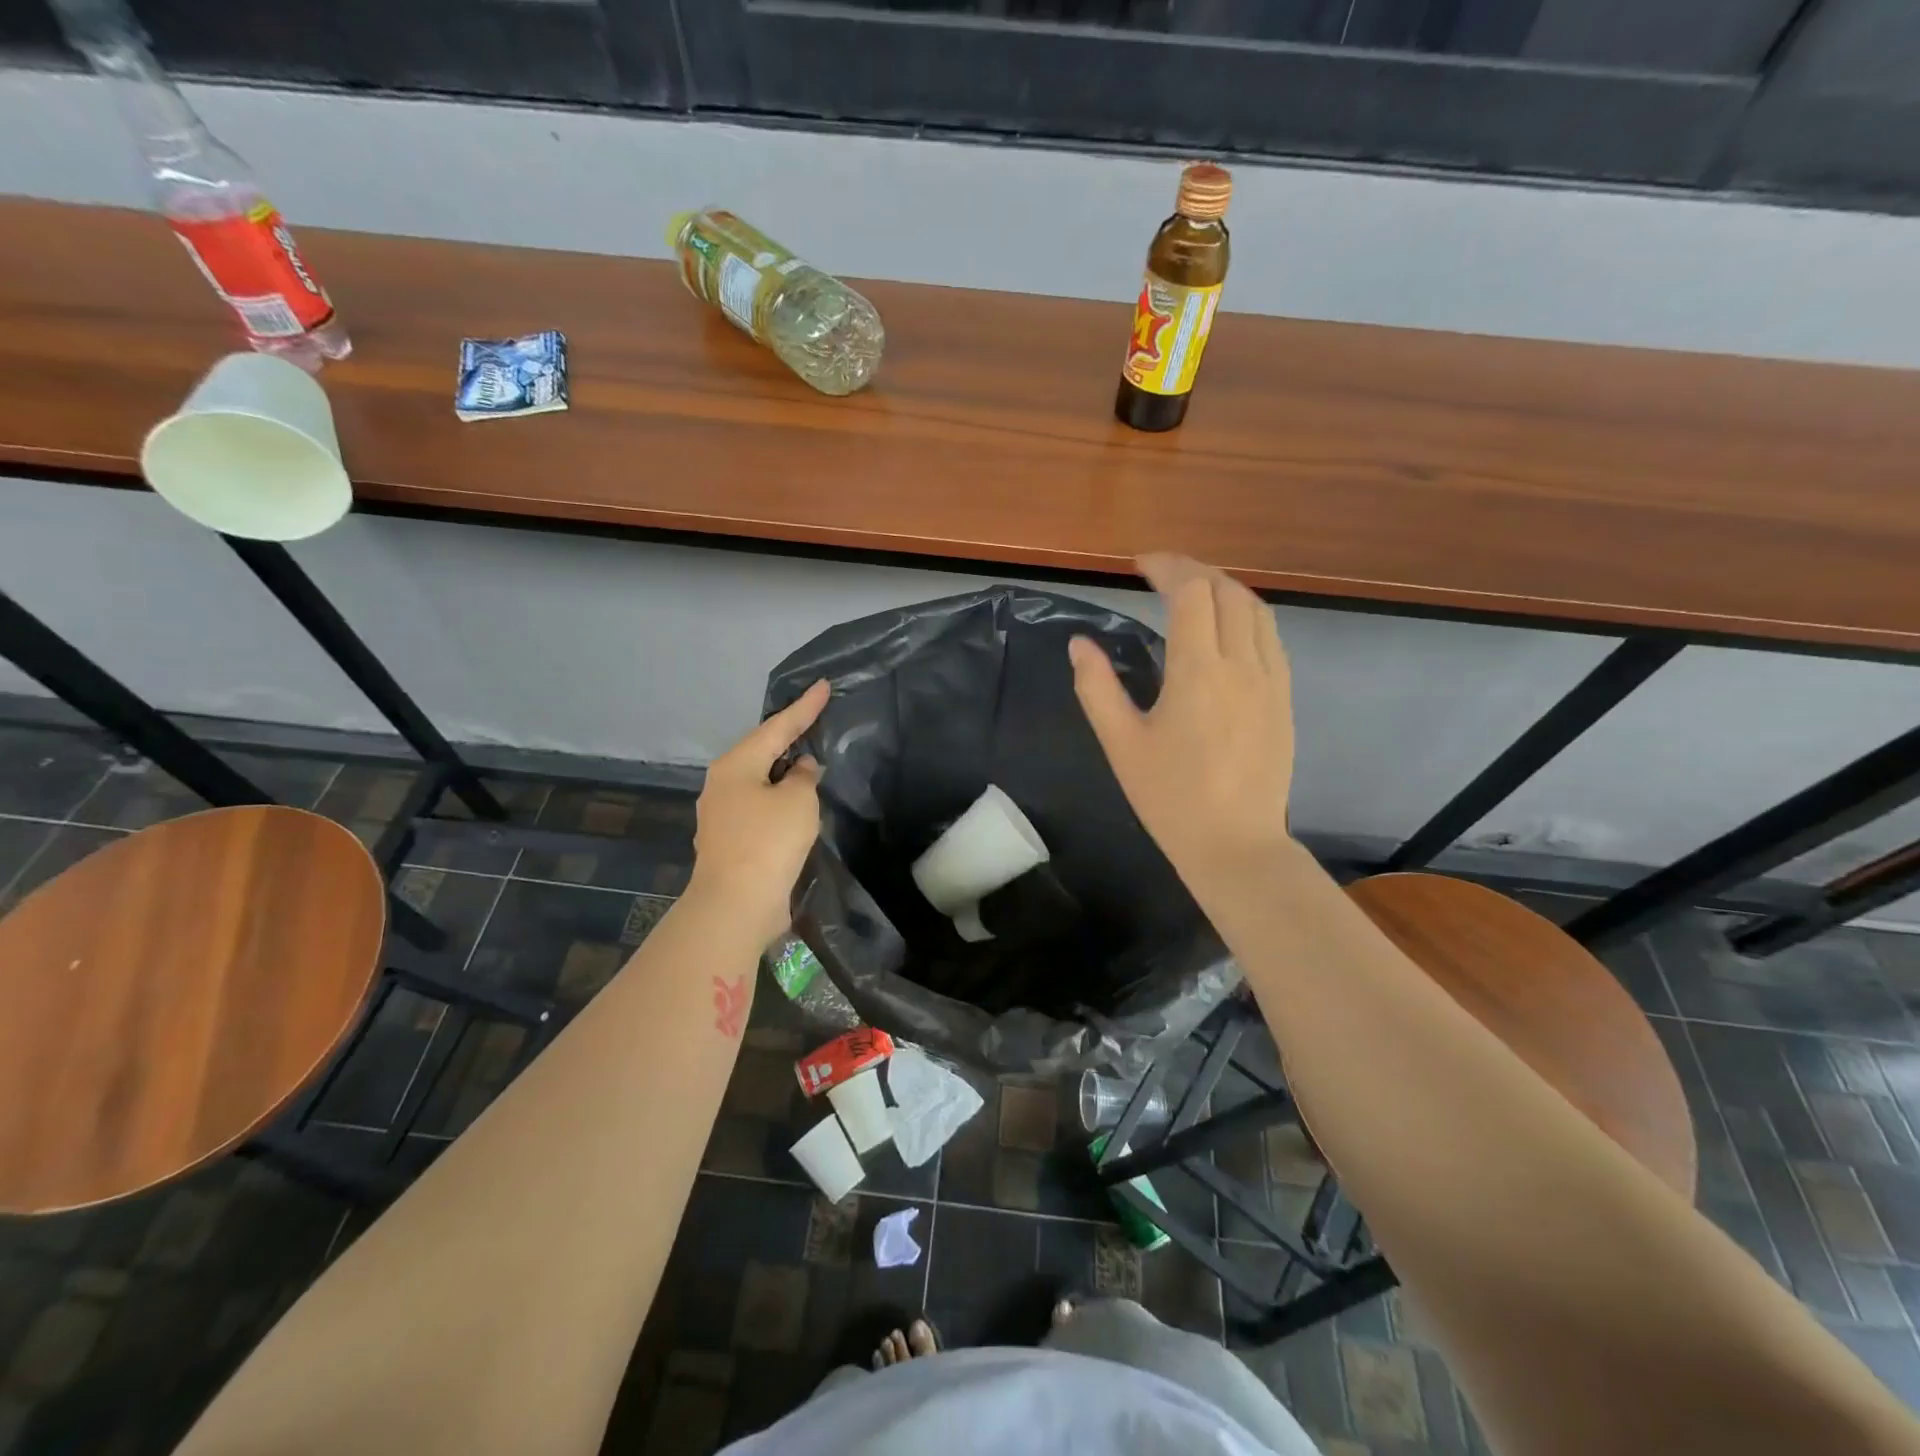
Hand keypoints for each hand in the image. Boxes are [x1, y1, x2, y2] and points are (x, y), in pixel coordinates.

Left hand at [687, 679, 829, 945]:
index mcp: (736, 765)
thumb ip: (804, 776)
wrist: (736, 904)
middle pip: (762, 752)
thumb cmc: (768, 841)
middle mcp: (722, 784)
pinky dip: (779, 800)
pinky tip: (796, 804)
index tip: (824, 685)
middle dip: (789, 738)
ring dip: (784, 773)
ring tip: (810, 762)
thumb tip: (800, 769)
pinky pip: (760, 808)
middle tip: (815, 720)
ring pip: (760, 782)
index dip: (804, 707)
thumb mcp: (798, 800)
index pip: (777, 727)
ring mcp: (722, 815)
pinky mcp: (730, 841)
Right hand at [1070, 554, 1295, 885]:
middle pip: (1227, 591)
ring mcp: (1271, 680)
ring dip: (1224, 588)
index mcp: (1198, 672)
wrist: (1235, 845)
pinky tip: (1227, 630)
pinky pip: (1270, 637)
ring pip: (1256, 610)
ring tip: (1194, 591)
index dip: (1167, 567)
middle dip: (1194, 570)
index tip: (1139, 565)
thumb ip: (1097, 687)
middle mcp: (1242, 664)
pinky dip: (1246, 615)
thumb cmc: (1170, 798)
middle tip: (1161, 573)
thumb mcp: (1121, 745)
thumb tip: (1079, 644)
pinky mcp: (1283, 698)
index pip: (1191, 593)